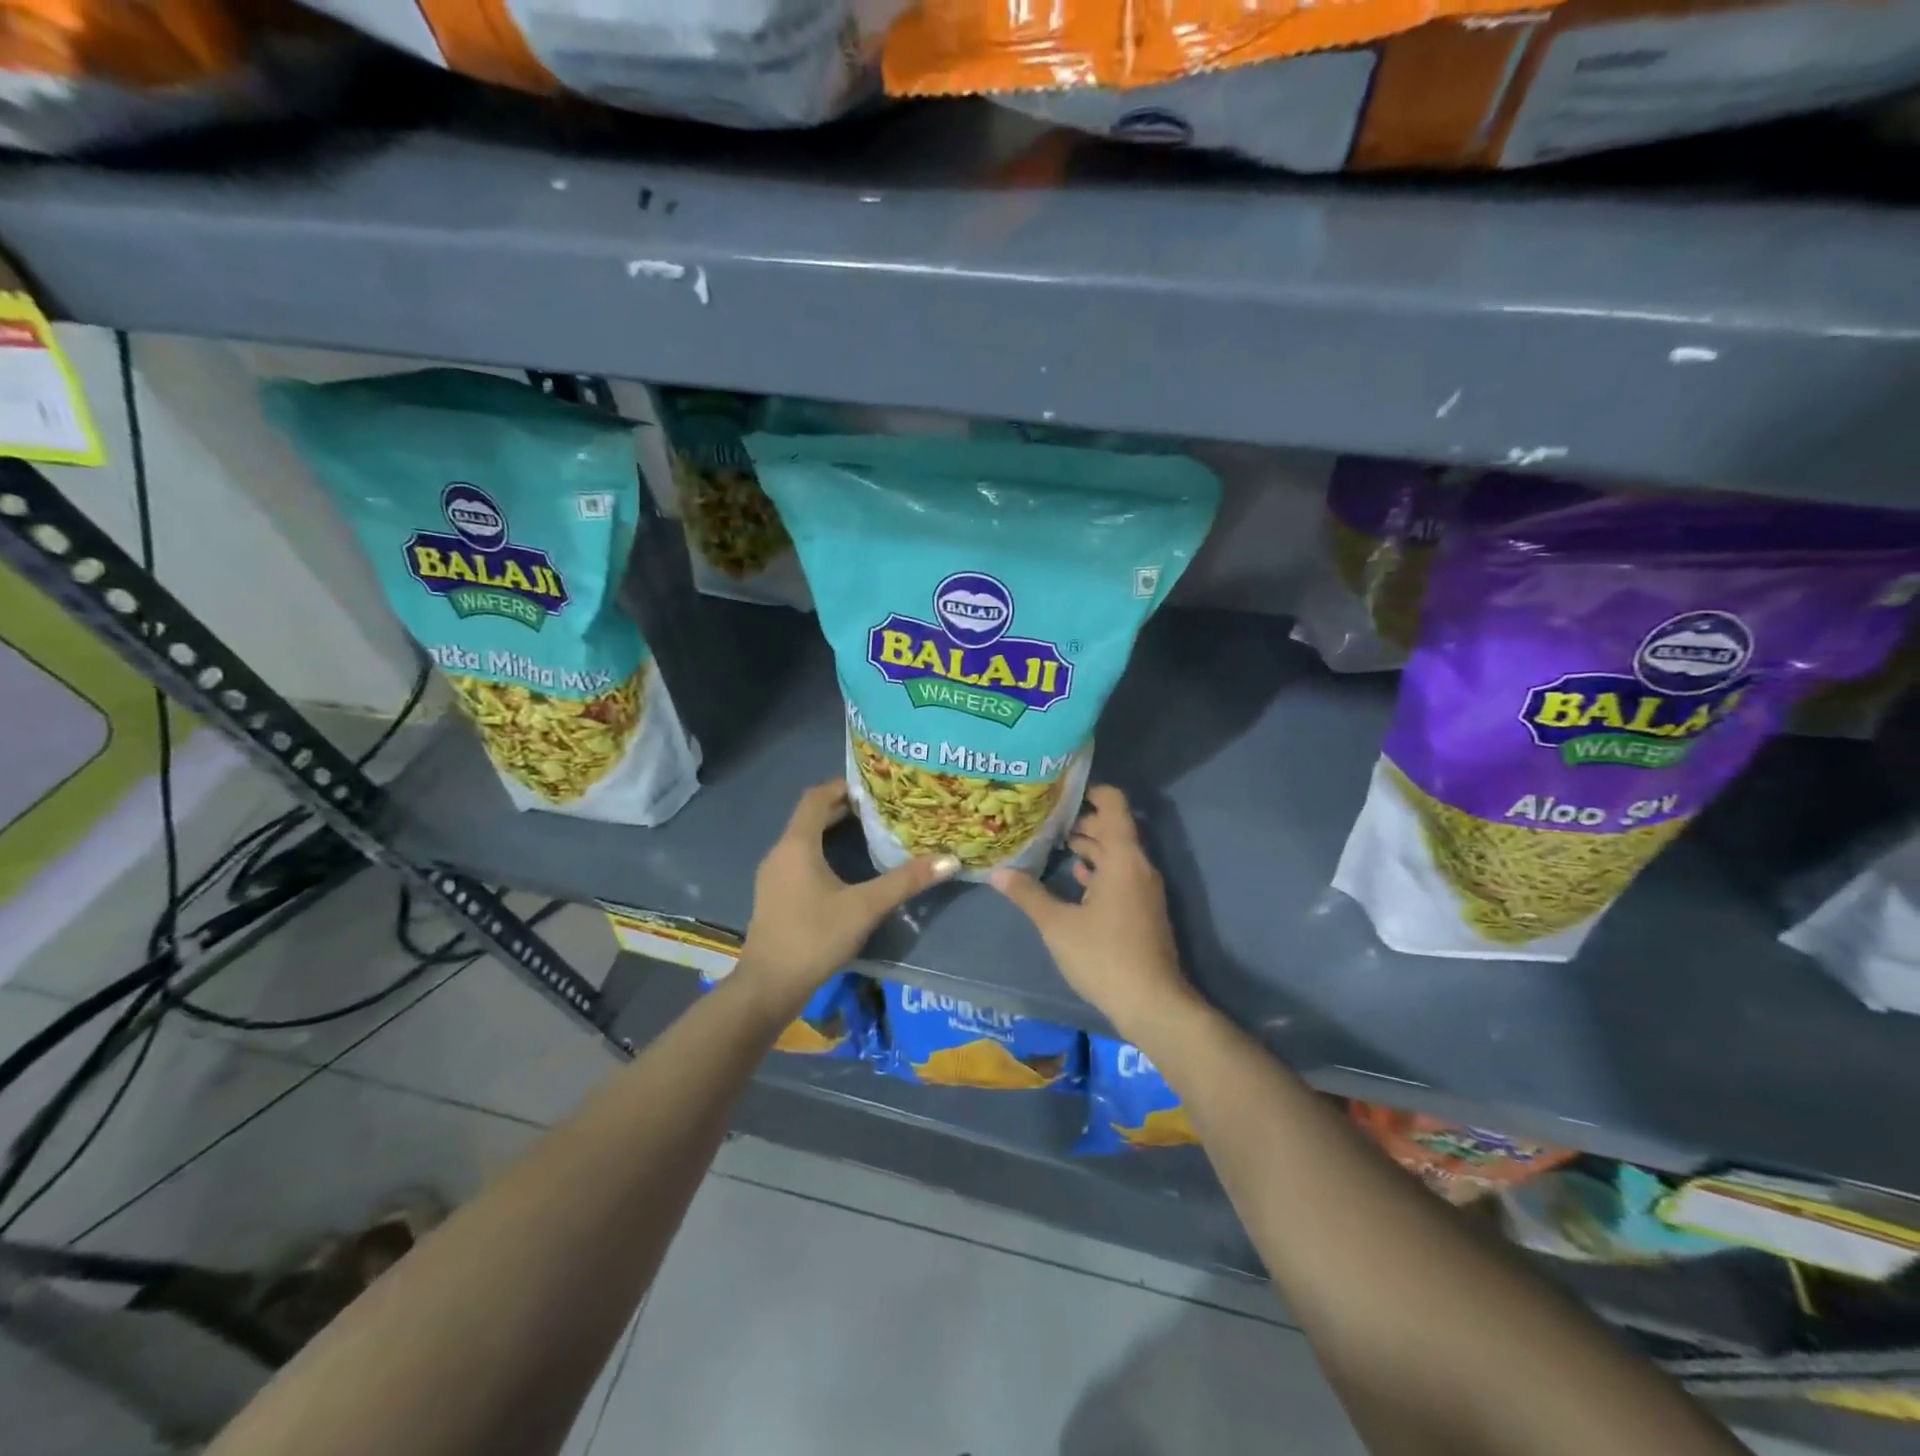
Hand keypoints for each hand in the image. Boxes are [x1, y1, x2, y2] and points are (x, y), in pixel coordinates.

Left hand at [737, 780, 958, 1013]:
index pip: (816, 797)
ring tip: (869, 831)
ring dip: (832, 830)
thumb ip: (905, 881)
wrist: (768, 987)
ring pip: (804, 839)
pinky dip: (823, 851)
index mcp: (797, 845)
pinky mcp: (775, 895)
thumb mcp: (865, 907)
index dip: (843, 785)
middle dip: (843, 807)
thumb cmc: (814, 938)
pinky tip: (846, 868)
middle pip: (810, 816)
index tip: (874, 785)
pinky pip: (799, 859)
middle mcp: (780, 853)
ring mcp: (774, 876)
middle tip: (880, 807)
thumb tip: (950, 860)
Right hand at [990, 785, 1196, 1041]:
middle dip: (1082, 821)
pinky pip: (1121, 875)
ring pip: (1117, 854)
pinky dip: (1100, 870)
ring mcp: (1144, 890)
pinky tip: (1077, 879)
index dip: (1092, 791)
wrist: (1152, 1004)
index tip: (1062, 790)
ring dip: (1090, 847)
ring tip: (1055, 844)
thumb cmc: (1104, 956)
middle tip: (1047, 819)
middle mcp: (1138, 866)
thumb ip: (1028, 895)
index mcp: (1123, 858)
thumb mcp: (1058, 925)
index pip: (1114, 806)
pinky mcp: (1144, 910)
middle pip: (1114, 829)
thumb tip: (997, 872)